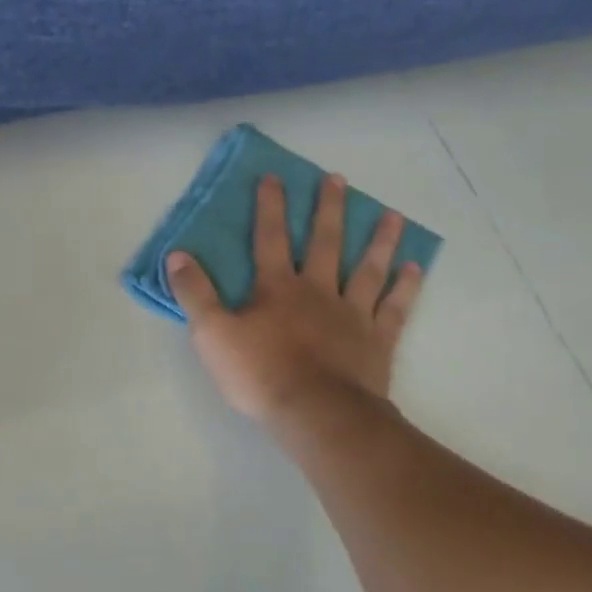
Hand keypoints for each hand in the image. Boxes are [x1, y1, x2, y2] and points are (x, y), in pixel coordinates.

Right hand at [169, 174, 423, 422]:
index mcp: (278, 288)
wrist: (317, 414)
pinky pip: (395, 307)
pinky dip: (406, 286)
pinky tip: (415, 268)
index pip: (271, 238)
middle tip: (338, 179)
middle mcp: (318, 291)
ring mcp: (353, 314)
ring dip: (380, 240)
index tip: (275, 177)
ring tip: (393, 215)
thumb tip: (176, 255)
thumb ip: (194, 294)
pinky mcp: (377, 340)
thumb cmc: (261, 374)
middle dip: (329, 209)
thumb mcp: (212, 335)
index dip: (270, 206)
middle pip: (326, 242)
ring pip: (369, 268)